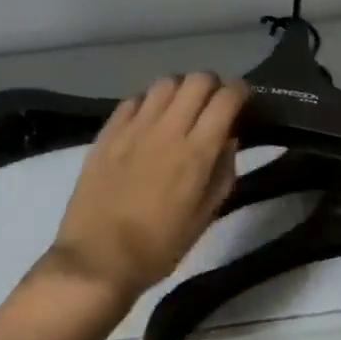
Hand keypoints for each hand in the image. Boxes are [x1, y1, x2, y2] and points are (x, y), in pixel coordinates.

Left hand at [45, 73, 245, 306]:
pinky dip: (149, 102)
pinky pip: (134, 99)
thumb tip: (229, 139)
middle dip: (212, 85)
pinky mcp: (108, 132)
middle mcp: (166, 130)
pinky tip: (148, 120)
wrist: (98, 259)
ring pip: (164, 83)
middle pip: (196, 80)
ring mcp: (133, 127)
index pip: (226, 99)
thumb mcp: (204, 218)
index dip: (240, 92)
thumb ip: (223, 173)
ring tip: (180, 108)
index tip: (242, 100)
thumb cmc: (159, 247)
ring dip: (180, 89)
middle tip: (213, 103)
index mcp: (196, 153)